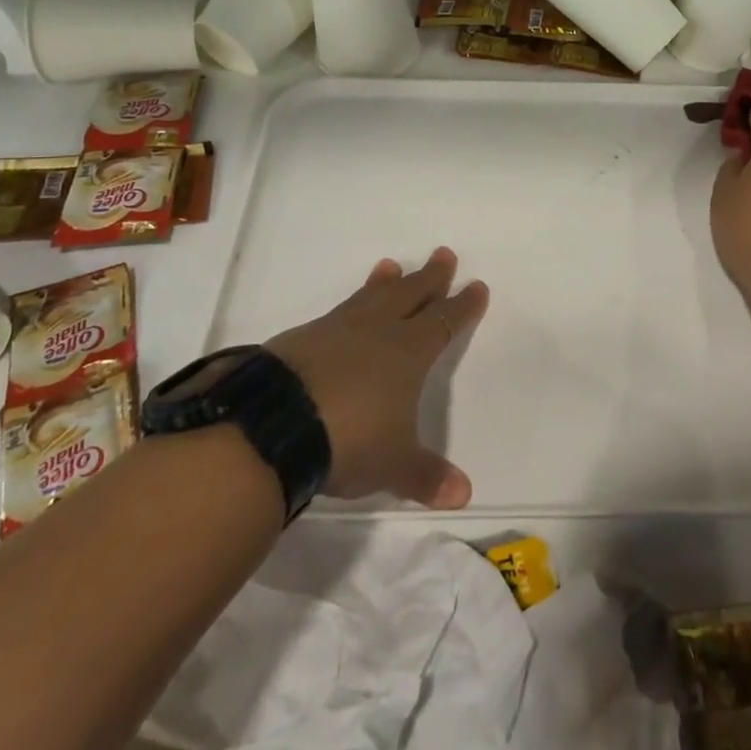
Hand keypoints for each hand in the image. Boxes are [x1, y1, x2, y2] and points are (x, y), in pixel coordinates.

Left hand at [265, 247, 487, 508]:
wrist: (273, 425)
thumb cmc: (349, 440)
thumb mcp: (394, 464)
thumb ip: (426, 476)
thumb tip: (463, 495)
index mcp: (408, 353)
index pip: (444, 322)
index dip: (462, 306)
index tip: (476, 286)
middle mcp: (377, 332)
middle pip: (411, 295)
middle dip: (430, 277)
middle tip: (443, 254)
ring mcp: (337, 330)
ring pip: (370, 296)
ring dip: (385, 282)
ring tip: (390, 266)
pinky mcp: (301, 338)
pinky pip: (336, 312)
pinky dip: (350, 304)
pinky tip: (344, 312)